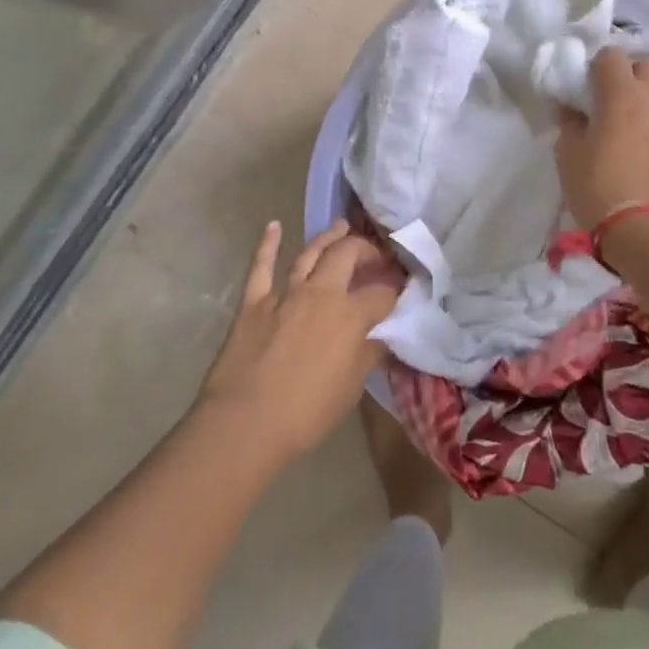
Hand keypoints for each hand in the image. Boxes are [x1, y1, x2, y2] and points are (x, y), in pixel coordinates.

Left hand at [197, 220, 400, 463]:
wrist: (245, 423)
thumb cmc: (306, 413)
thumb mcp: (351, 388)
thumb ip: (368, 355)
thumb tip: (381, 336)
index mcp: (350, 315)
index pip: (382, 294)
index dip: (396, 290)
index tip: (402, 289)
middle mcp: (321, 293)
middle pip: (348, 256)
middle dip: (365, 250)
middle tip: (374, 254)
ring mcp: (285, 293)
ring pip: (310, 253)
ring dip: (328, 237)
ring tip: (342, 226)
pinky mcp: (254, 302)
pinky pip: (262, 266)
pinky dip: (268, 244)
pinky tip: (273, 226)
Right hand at [554, 48, 648, 227]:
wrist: (641, 229)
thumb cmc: (596, 184)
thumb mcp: (568, 152)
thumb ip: (569, 121)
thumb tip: (570, 108)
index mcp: (621, 94)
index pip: (612, 55)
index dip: (595, 66)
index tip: (583, 87)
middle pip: (645, 67)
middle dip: (626, 76)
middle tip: (607, 102)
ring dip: (642, 103)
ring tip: (624, 130)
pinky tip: (640, 154)